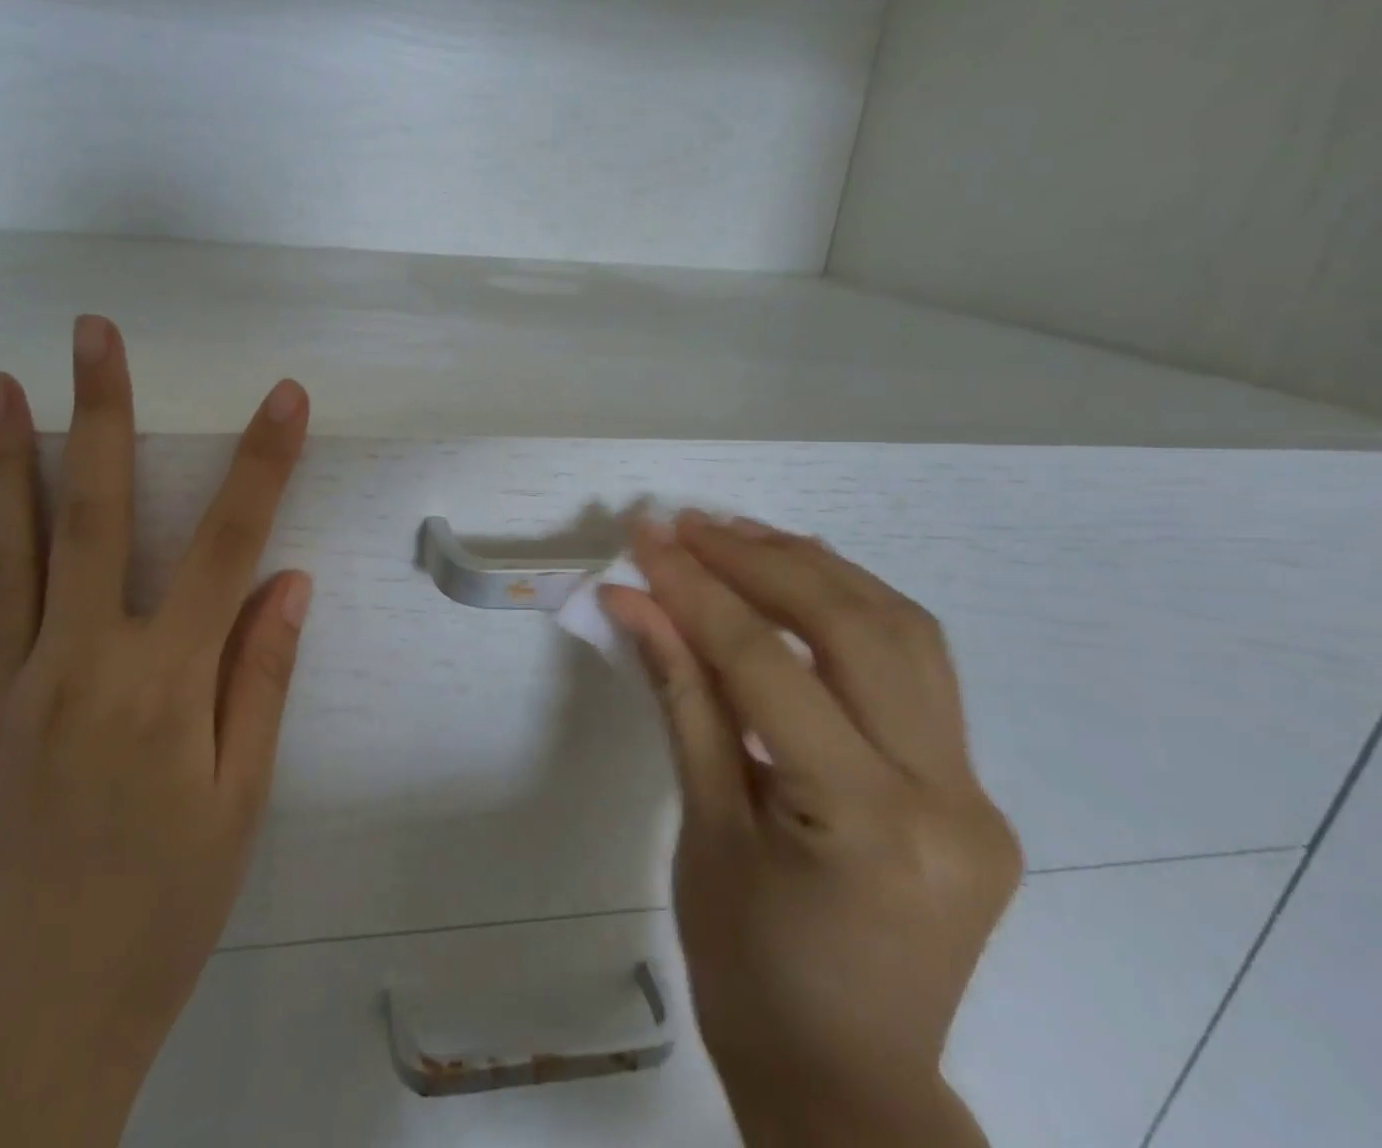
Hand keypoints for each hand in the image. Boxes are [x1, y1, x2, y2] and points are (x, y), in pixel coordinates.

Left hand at [0, 316, 311, 1147]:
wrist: (26, 1035)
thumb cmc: (162, 913)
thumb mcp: (239, 801)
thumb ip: (260, 677)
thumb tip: (288, 582)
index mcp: (166, 684)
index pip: (229, 544)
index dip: (262, 463)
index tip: (284, 397)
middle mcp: (81, 664)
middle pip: (93, 514)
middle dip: (100, 413)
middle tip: (92, 334)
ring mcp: (6, 689)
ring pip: (4, 550)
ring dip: (3, 457)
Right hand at [602, 511, 1021, 1147]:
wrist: (846, 1082)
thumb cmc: (747, 969)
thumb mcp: (701, 825)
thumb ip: (678, 694)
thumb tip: (632, 602)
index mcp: (864, 824)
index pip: (767, 666)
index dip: (697, 591)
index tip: (646, 539)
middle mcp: (944, 798)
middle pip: (855, 628)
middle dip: (762, 560)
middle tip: (691, 523)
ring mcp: (975, 793)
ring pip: (904, 632)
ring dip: (816, 569)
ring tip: (740, 534)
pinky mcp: (972, 790)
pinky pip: (917, 671)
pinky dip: (853, 610)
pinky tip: (801, 583)